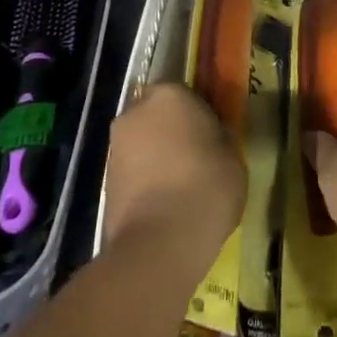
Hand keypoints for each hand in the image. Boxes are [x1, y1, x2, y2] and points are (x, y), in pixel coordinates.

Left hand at [103, 83, 243, 264]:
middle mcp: (136, 111)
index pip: (184, 93)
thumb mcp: (233, 157)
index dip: (198, 114)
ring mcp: (116, 145)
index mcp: (170, 95)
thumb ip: (218, 137)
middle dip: (170, 131)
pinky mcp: (104, 179)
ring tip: (178, 186)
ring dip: (155, 156)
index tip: (210, 136)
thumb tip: (209, 136)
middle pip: (156, 115)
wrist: (160, 242)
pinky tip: (162, 203)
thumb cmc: (206, 187)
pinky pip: (132, 170)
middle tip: (194, 158)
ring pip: (142, 142)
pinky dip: (144, 180)